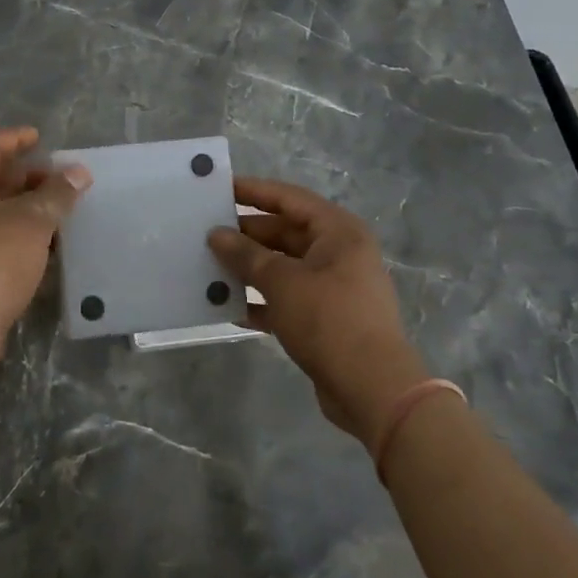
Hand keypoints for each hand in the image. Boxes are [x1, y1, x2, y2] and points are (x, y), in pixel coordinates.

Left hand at [0, 127, 90, 377]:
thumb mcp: (32, 221)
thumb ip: (57, 193)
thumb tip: (79, 172)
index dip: (16, 139)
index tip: (40, 138)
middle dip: (25, 178)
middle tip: (57, 181)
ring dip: (21, 208)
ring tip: (56, 213)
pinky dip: (12, 233)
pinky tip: (40, 246)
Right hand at [208, 178, 429, 445]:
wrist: (373, 389)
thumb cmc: (329, 320)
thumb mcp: (282, 282)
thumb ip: (246, 255)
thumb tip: (216, 234)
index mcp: (338, 232)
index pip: (289, 198)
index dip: (253, 191)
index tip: (218, 188)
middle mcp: (339, 252)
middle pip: (285, 233)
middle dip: (246, 235)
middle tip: (204, 233)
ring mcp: (334, 287)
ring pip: (283, 267)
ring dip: (249, 269)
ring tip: (208, 267)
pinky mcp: (326, 318)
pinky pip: (286, 298)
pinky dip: (260, 300)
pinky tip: (227, 306)